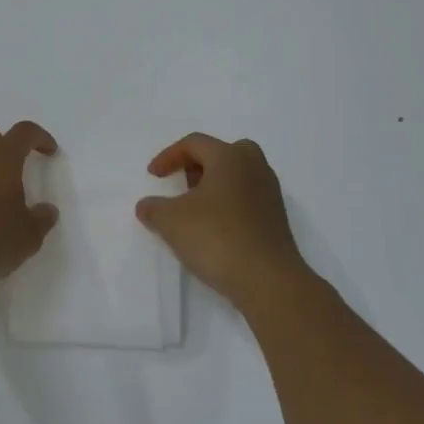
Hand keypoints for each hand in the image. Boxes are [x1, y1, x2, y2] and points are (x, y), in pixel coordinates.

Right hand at [136, 133, 307, 313]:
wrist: (268, 280)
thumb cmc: (217, 238)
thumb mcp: (171, 222)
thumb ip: (153, 208)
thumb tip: (146, 206)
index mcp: (230, 157)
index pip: (195, 143)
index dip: (169, 156)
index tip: (153, 177)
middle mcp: (254, 167)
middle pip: (223, 152)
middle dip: (198, 165)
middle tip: (183, 184)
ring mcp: (269, 193)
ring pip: (238, 176)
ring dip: (214, 185)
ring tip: (196, 210)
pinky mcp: (276, 219)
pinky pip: (248, 198)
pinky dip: (229, 204)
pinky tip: (215, 229)